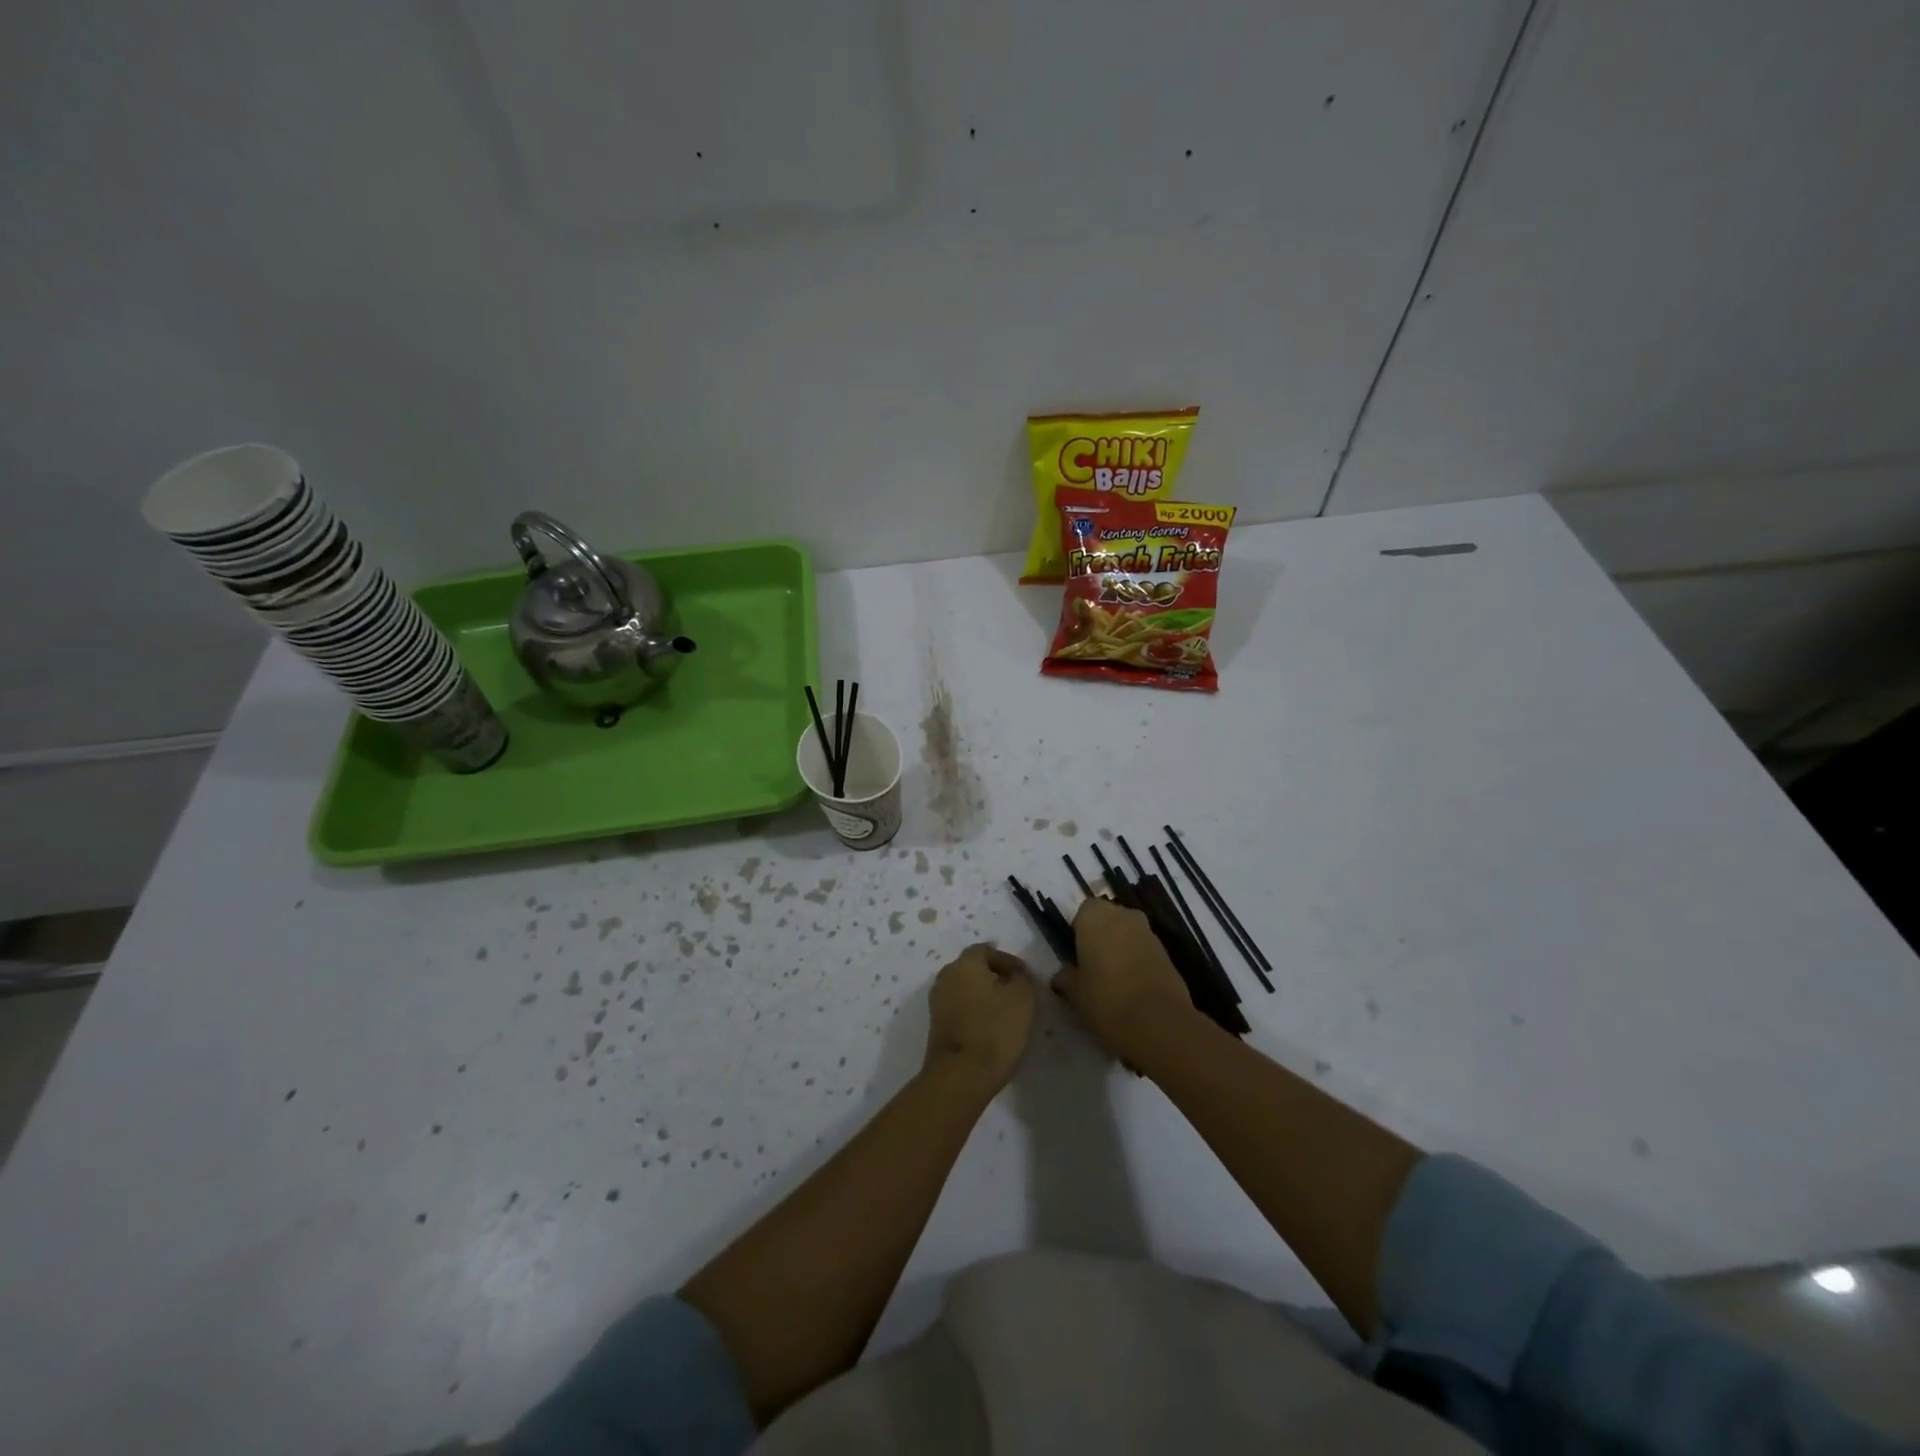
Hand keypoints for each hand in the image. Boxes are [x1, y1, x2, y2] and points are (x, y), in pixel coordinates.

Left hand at [923, 944, 1036, 1095]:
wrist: (960, 1077)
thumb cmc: (995, 1031)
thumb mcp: (1023, 998)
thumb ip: (1022, 979)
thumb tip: (1015, 976)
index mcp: (964, 964)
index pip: (986, 950)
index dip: (1008, 961)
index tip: (1026, 978)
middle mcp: (945, 977)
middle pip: (974, 969)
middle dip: (996, 978)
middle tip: (1018, 994)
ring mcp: (937, 1002)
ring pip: (966, 990)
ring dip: (985, 996)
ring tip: (1007, 1014)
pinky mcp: (937, 1026)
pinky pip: (960, 1009)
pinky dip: (975, 1012)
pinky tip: (991, 1029)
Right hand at [1054, 897, 1196, 1064]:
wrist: (1158, 1021)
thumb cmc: (1105, 997)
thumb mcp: (1074, 991)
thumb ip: (1066, 977)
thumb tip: (1062, 976)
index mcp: (1095, 915)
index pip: (1082, 912)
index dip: (1078, 933)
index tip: (1075, 956)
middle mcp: (1123, 915)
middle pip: (1108, 920)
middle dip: (1101, 938)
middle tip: (1092, 968)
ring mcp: (1149, 932)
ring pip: (1127, 935)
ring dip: (1120, 950)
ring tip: (1112, 982)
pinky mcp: (1167, 953)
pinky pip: (1144, 951)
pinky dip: (1137, 963)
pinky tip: (1132, 989)